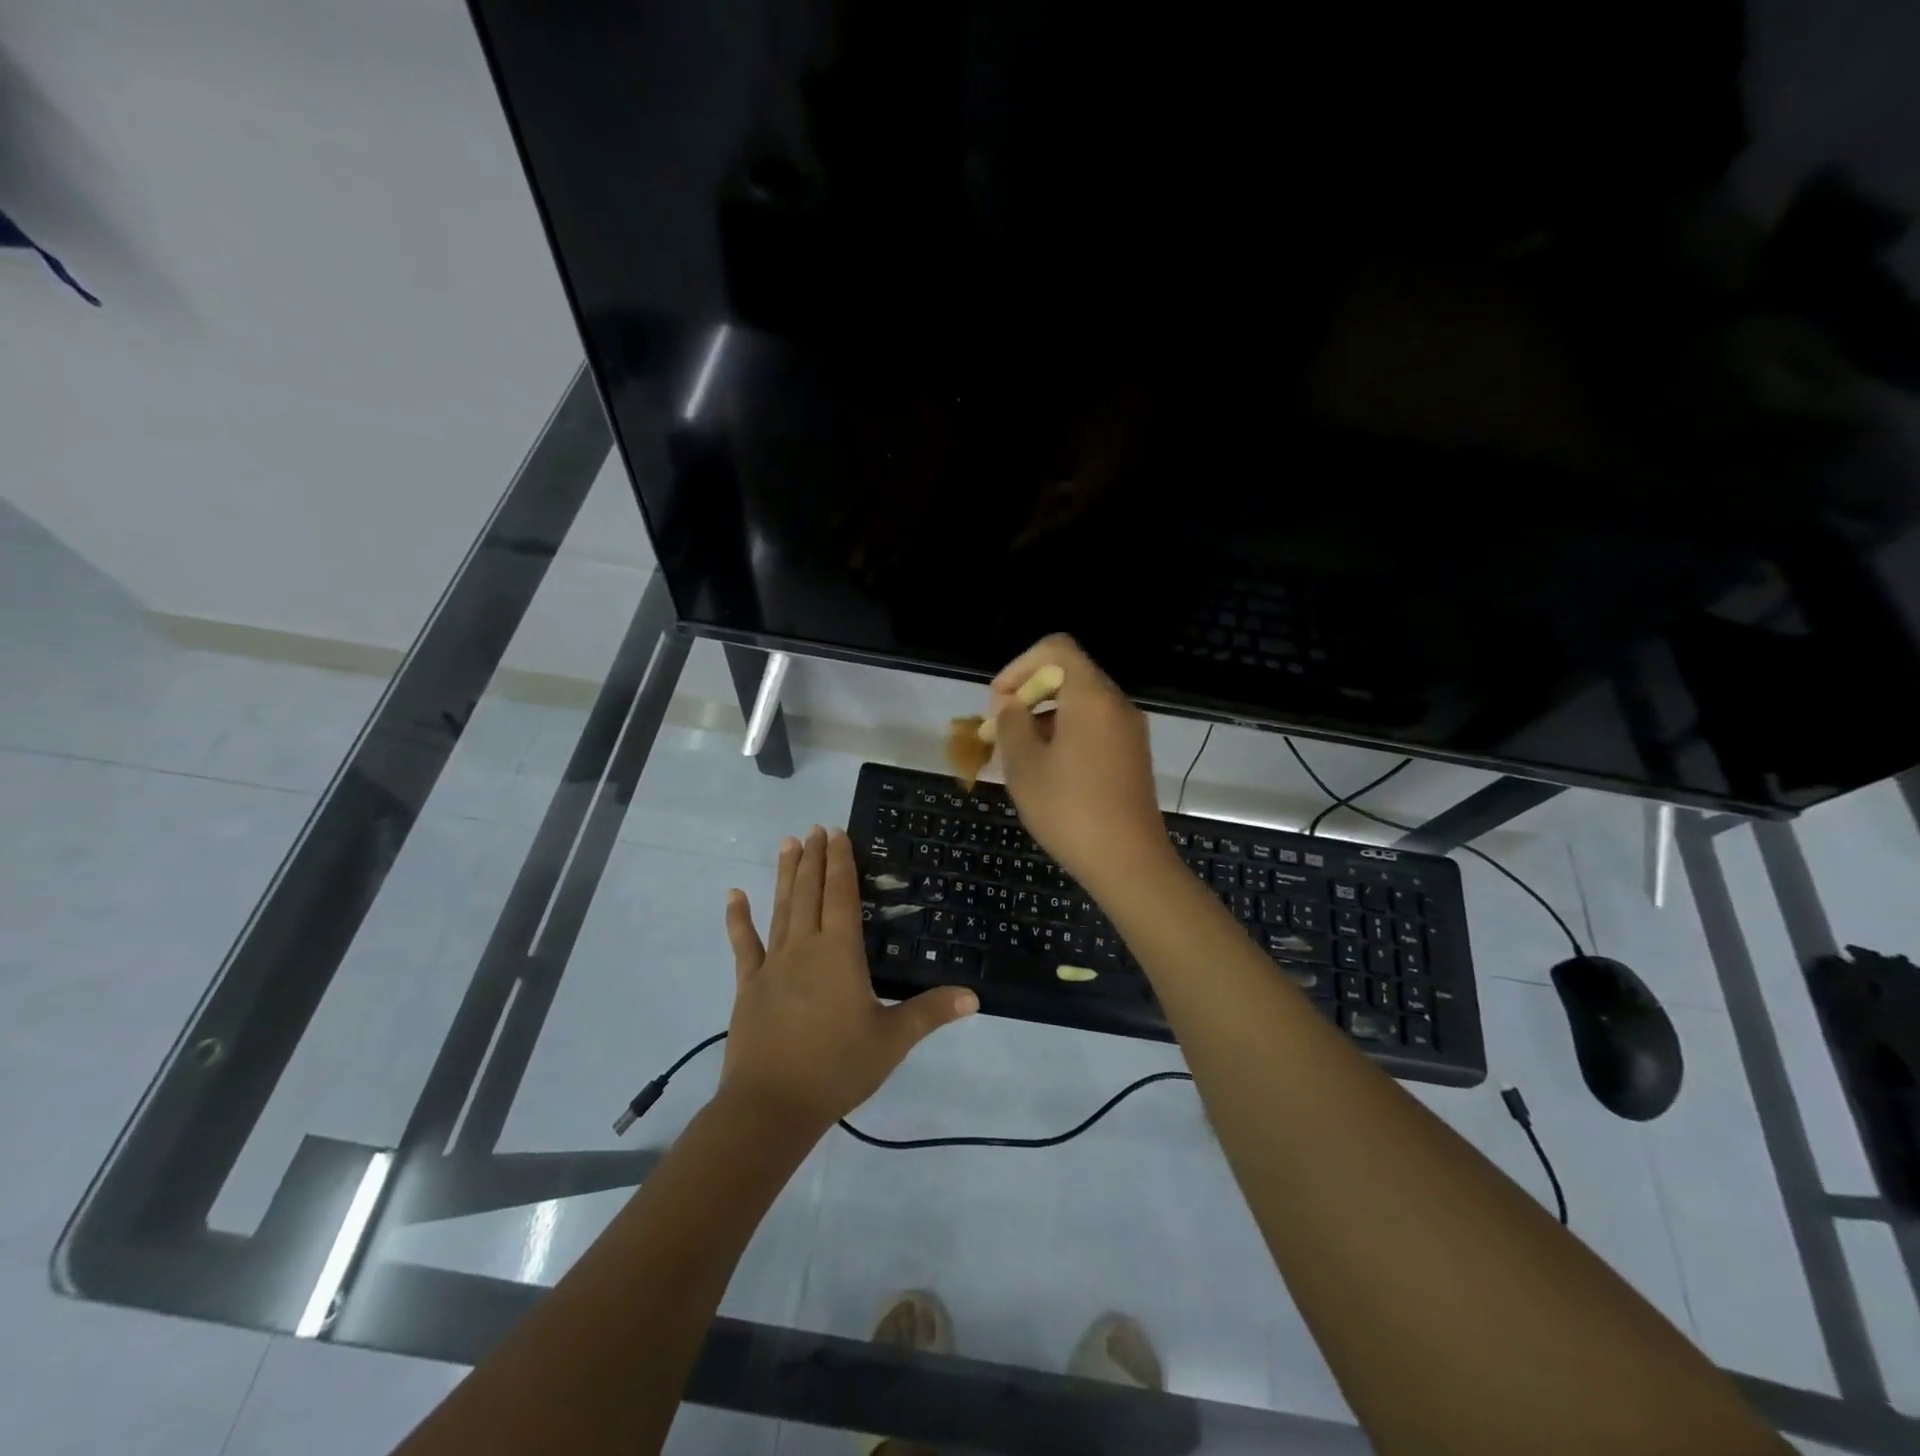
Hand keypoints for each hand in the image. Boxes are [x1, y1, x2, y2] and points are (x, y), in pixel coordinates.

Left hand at [720, 826, 976, 1131]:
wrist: (772, 1105)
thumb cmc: (837, 1067)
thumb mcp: (892, 1040)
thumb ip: (930, 1012)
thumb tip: (973, 996)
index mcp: (840, 953)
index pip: (841, 895)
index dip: (840, 862)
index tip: (837, 833)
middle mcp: (805, 947)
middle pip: (810, 892)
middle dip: (814, 858)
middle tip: (816, 828)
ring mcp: (773, 964)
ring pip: (781, 908)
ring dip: (786, 875)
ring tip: (789, 843)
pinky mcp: (749, 985)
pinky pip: (744, 944)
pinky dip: (738, 918)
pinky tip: (733, 895)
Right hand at [988, 635, 1177, 896]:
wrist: (1129, 863)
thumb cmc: (1070, 810)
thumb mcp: (1025, 765)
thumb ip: (1011, 724)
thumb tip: (1010, 705)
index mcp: (1092, 697)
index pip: (1056, 648)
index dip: (1019, 666)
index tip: (998, 702)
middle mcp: (1116, 704)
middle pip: (1069, 674)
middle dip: (1028, 693)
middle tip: (1001, 729)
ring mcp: (1129, 731)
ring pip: (1080, 703)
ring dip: (1044, 716)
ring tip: (1018, 754)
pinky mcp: (1132, 755)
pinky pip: (1094, 727)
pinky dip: (1065, 733)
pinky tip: (1047, 770)